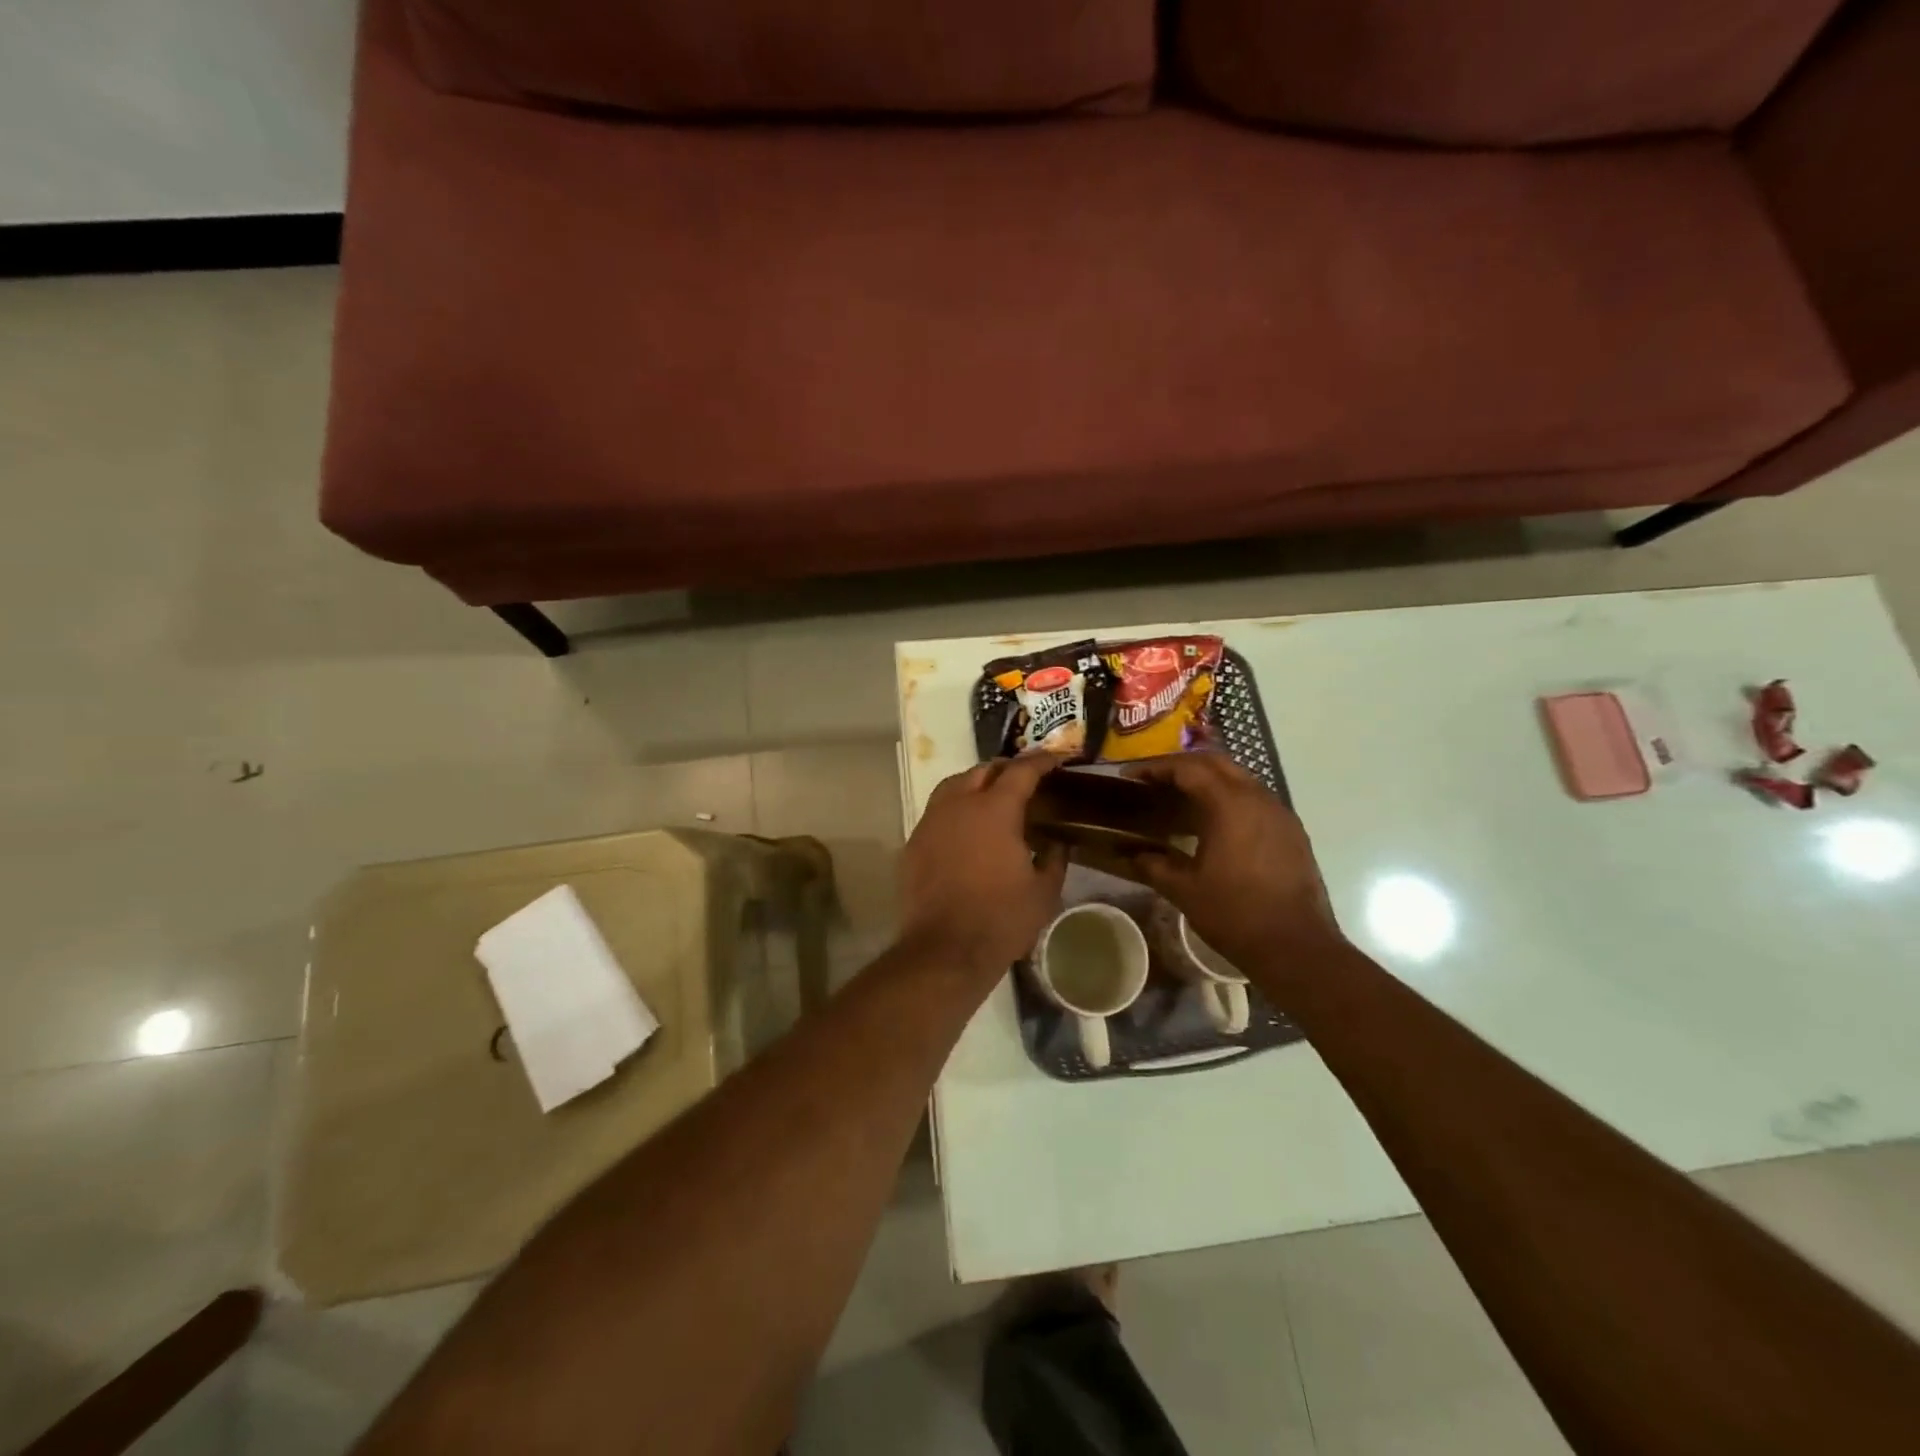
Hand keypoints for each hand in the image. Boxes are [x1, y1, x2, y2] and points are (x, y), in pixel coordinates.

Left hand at [900, 754, 1068, 974]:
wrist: (945, 949)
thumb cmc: (1001, 919)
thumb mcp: (1043, 892)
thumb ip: (1054, 860)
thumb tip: (1057, 845)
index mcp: (995, 810)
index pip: (1021, 771)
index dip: (1041, 761)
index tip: (1056, 758)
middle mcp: (959, 805)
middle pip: (982, 770)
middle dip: (1005, 769)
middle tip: (1024, 780)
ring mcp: (931, 822)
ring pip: (953, 786)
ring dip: (975, 784)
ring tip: (992, 798)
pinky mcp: (913, 843)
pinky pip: (937, 812)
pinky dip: (955, 810)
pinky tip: (966, 830)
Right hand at [1125, 754, 1346, 976]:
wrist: (1296, 947)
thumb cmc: (1235, 914)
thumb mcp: (1184, 890)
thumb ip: (1153, 865)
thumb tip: (1131, 854)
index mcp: (1230, 805)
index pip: (1188, 768)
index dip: (1155, 768)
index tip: (1130, 777)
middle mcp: (1258, 798)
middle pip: (1216, 763)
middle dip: (1182, 765)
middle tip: (1153, 780)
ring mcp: (1280, 814)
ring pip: (1239, 778)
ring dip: (1208, 780)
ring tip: (1180, 800)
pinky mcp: (1292, 832)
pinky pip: (1255, 799)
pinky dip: (1229, 799)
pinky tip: (1213, 825)